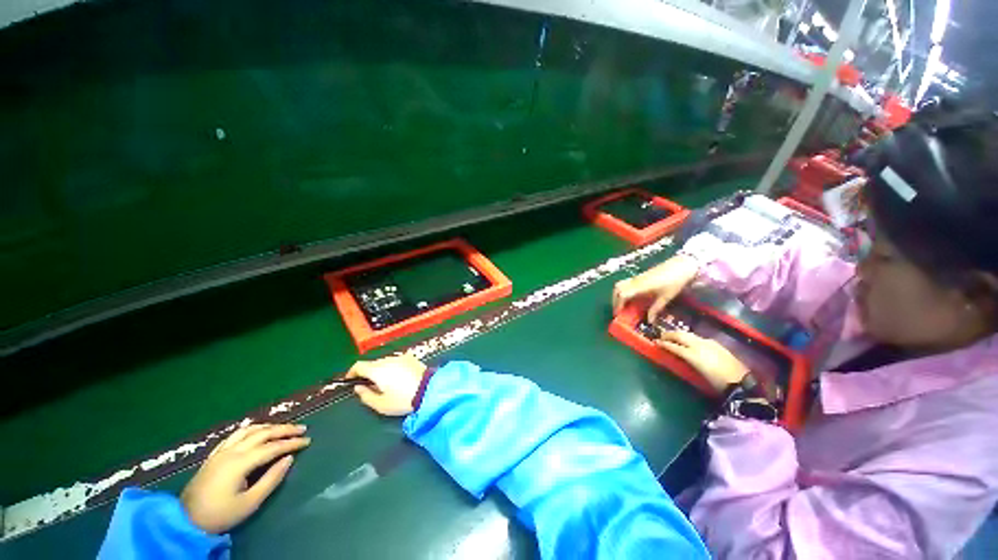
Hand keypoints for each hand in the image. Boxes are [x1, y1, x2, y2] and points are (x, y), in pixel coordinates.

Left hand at [180, 424, 309, 533]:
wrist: (185, 520)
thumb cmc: (220, 514)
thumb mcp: (250, 502)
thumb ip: (271, 479)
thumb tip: (289, 459)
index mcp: (241, 462)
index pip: (273, 447)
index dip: (292, 443)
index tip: (308, 441)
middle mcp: (232, 451)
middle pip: (262, 433)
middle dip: (284, 429)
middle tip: (302, 428)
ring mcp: (221, 451)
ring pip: (249, 430)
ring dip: (268, 426)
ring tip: (282, 428)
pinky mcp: (214, 455)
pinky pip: (235, 434)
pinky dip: (251, 429)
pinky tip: (256, 431)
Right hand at [347, 355, 427, 415]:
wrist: (429, 390)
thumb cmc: (403, 400)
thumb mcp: (381, 404)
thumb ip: (366, 396)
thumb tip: (359, 387)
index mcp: (377, 370)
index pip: (359, 365)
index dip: (352, 372)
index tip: (351, 380)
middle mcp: (388, 360)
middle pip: (372, 363)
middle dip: (368, 373)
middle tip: (370, 386)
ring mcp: (401, 357)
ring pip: (385, 361)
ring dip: (381, 369)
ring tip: (386, 383)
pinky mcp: (411, 357)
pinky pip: (396, 361)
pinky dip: (393, 367)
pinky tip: (399, 378)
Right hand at [612, 254, 698, 320]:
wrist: (681, 265)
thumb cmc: (675, 282)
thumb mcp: (666, 298)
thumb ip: (655, 309)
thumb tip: (649, 321)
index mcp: (640, 286)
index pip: (622, 295)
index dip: (618, 305)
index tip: (618, 314)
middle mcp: (635, 281)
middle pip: (617, 289)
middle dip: (615, 300)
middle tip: (618, 310)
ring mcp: (637, 277)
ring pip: (620, 284)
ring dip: (617, 294)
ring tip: (622, 304)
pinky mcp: (640, 276)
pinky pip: (626, 283)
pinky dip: (623, 290)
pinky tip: (630, 297)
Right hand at [656, 331, 748, 392]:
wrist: (741, 382)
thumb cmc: (717, 382)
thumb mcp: (698, 373)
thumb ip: (686, 361)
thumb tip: (678, 354)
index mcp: (693, 354)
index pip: (674, 346)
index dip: (664, 344)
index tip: (656, 342)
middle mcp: (699, 345)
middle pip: (680, 335)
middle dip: (669, 335)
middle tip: (662, 336)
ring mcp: (708, 343)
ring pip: (689, 334)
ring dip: (679, 334)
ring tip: (673, 336)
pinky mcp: (716, 344)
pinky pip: (698, 338)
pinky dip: (689, 337)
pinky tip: (689, 341)